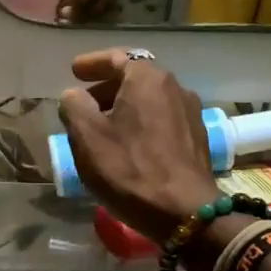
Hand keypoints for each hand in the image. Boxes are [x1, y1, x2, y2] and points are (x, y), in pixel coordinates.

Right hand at [57, 49, 219, 245]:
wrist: (185, 213)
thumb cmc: (129, 169)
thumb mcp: (87, 136)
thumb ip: (74, 106)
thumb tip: (74, 95)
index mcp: (147, 79)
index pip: (116, 57)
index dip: (92, 63)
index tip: (74, 71)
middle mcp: (175, 87)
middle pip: (135, 78)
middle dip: (106, 88)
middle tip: (83, 103)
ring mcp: (190, 113)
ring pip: (149, 100)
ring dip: (124, 108)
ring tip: (102, 128)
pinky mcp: (196, 139)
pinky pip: (161, 120)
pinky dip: (141, 123)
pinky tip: (128, 145)